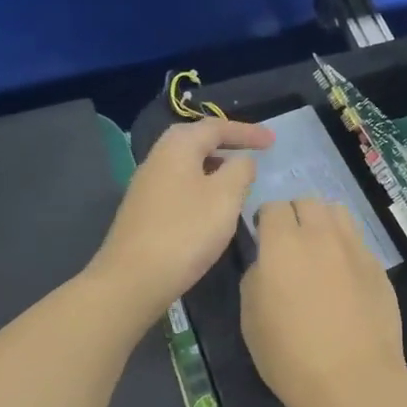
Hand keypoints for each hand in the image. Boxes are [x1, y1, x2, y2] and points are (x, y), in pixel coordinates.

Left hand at [92, 119, 273, 321]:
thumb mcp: (225, 197)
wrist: (133, 280)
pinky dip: (202, 183)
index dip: (247, 132)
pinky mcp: (145, 210)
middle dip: (226, 142)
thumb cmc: (186, 232)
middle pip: (196, 139)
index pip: (216, 127)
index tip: (273, 141)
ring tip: (238, 174)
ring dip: (215, 163)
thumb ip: (240, 170)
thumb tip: (242, 161)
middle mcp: (158, 158)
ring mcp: (147, 185)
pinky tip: (213, 203)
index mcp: (177, 147)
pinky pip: (180, 183)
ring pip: (187, 163)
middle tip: (253, 149)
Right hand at [241, 199, 403, 406]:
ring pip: (338, 213)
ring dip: (324, 222)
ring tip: (320, 250)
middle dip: (296, 215)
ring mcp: (355, 248)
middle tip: (291, 244)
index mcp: (283, 244)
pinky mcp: (378, 266)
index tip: (264, 239)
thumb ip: (256, 277)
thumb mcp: (251, 318)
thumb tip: (267, 264)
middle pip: (308, 201)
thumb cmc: (290, 355)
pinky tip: (344, 277)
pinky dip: (346, 248)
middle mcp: (321, 235)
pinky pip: (358, 242)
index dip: (266, 220)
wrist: (352, 378)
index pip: (273, 207)